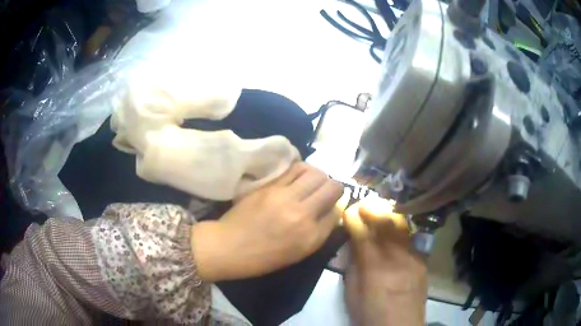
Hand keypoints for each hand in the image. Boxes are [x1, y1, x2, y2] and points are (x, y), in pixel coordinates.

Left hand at [190, 162, 343, 281]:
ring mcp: (285, 196)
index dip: (336, 206)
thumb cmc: (264, 257)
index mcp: (310, 236)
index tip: (329, 206)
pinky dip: (301, 169)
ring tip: (311, 182)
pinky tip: (297, 176)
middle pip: (332, 186)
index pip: (337, 210)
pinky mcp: (269, 186)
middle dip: (333, 187)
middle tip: (324, 192)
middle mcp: (302, 213)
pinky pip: (294, 168)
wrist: (230, 246)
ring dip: (318, 176)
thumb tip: (331, 210)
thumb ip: (319, 231)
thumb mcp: (299, 252)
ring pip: (315, 172)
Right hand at [343, 197, 426, 325]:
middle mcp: (396, 257)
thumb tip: (353, 246)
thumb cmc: (370, 315)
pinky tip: (394, 237)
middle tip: (364, 204)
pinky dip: (399, 233)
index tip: (348, 210)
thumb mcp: (351, 295)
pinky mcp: (422, 261)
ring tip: (380, 213)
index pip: (363, 233)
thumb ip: (352, 267)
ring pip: (401, 227)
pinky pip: (410, 240)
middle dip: (373, 209)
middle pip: (386, 223)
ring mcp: (413, 257)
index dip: (354, 218)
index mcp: (374, 267)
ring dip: (388, 216)